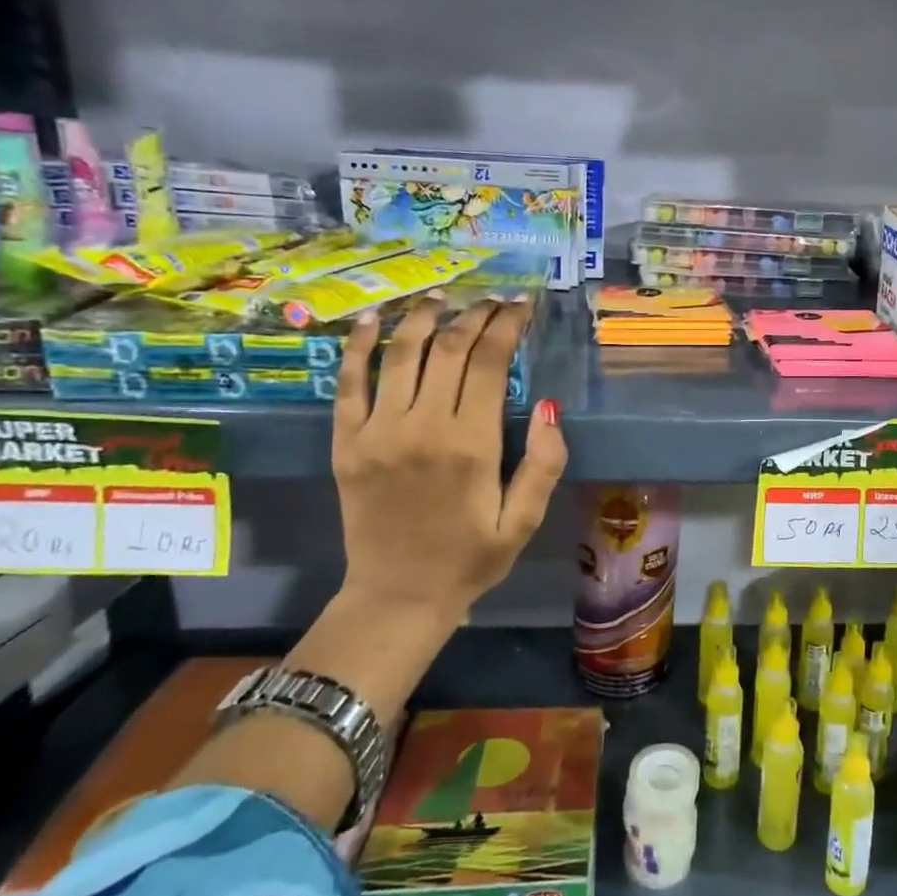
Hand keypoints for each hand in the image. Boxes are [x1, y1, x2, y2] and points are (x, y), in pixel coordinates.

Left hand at [331, 297, 566, 628]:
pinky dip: (357, 345)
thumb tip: (550, 406)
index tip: (521, 306)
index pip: (490, 362)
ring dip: (422, 317)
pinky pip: (348, 382)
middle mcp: (422, 427)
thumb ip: (544, 464)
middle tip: (492, 300)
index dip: (507, 325)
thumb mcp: (525, 522)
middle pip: (448, 348)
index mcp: (471, 445)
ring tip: (441, 297)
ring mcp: (377, 431)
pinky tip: (370, 319)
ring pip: (400, 353)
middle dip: (474, 314)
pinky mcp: (346, 442)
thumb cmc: (470, 560)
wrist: (397, 597)